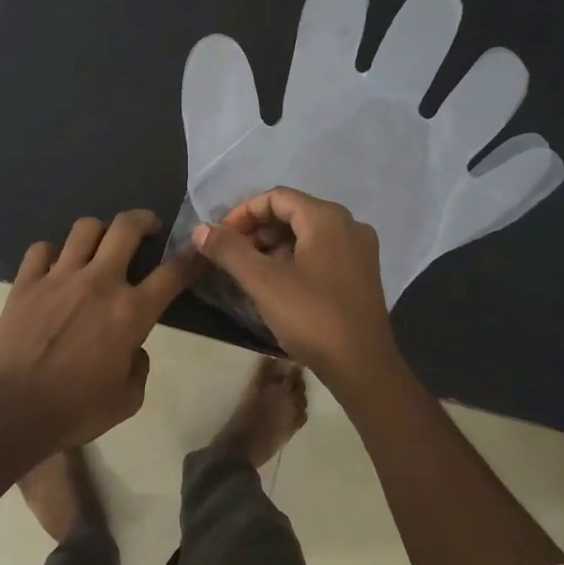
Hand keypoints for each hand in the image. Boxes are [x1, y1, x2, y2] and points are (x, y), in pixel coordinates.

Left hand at [0, 210, 200, 449]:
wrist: (11, 410)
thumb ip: (139, 368)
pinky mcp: (25, 282)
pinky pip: (41, 249)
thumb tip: (133, 349)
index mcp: (130, 312)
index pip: (172, 274)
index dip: (191, 259)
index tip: (198, 251)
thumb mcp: (127, 400)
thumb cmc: (75, 410)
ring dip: (100, 230)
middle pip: (126, 228)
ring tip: (101, 242)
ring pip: (84, 229)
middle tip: (149, 227)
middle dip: (144, 220)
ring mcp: (58, 277)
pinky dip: (52, 252)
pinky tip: (55, 265)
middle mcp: (98, 282)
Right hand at [194, 188, 401, 389]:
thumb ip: (229, 251)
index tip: (219, 238)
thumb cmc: (312, 317)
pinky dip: (293, 259)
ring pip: (306, 234)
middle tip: (229, 255)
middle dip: (256, 230)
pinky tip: (275, 284)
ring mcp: (359, 251)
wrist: (363, 367)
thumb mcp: (263, 282)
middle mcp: (348, 225)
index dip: (242, 213)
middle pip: (292, 213)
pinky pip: (320, 252)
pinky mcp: (361, 274)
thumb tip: (200, 229)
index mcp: (327, 219)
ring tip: (247, 271)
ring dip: (272, 246)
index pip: (276, 197)